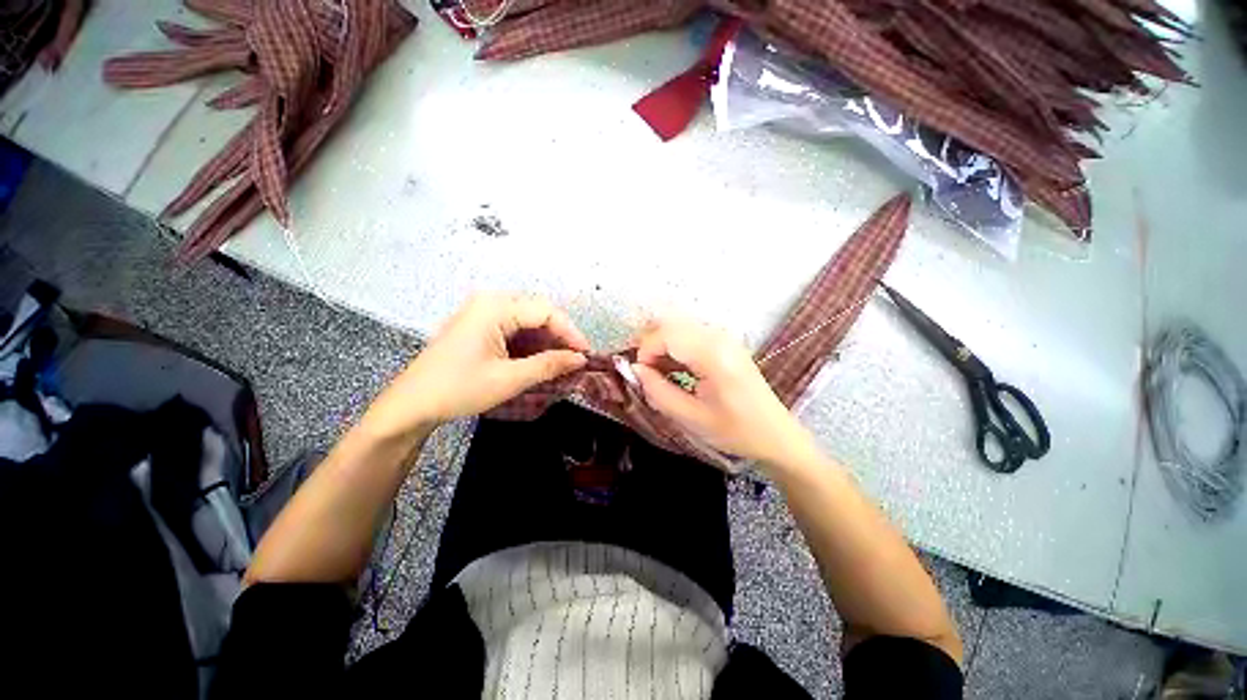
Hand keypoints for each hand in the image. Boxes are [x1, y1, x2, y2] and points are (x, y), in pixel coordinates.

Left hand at [365, 294, 588, 436]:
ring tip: (562, 364)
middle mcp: (490, 303)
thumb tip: (580, 359)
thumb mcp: (509, 379)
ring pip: (528, 322)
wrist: (411, 405)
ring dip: (546, 343)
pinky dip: (531, 346)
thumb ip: (549, 365)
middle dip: (559, 337)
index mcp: (495, 308)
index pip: (546, 312)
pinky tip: (540, 362)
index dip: (570, 333)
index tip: (586, 355)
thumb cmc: (458, 389)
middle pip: (538, 313)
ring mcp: (483, 314)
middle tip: (575, 361)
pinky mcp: (480, 327)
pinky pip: (515, 330)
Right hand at [632, 316, 816, 467]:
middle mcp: (719, 337)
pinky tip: (673, 370)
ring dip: (662, 346)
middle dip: (651, 345)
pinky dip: (676, 348)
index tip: (640, 374)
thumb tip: (636, 369)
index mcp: (713, 355)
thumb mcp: (691, 418)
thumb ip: (658, 391)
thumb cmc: (735, 430)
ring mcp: (724, 337)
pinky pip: (692, 335)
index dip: (645, 350)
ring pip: (680, 328)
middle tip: (643, 371)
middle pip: (672, 325)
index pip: (667, 334)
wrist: (775, 434)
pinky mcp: (726, 343)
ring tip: (656, 373)